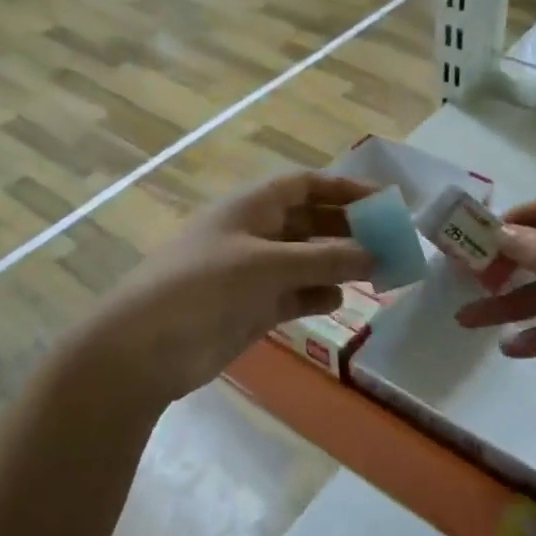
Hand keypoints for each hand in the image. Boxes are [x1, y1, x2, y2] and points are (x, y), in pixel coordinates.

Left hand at [71, 172, 375, 405]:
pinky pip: (294, 294)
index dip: (344, 187)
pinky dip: (316, 296)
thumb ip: (323, 258)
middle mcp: (254, 234)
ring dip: (338, 265)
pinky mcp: (251, 308)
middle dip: (348, 230)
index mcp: (251, 208)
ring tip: (376, 275)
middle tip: (391, 244)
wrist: (144, 349)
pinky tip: (338, 302)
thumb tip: (376, 255)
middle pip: (310, 222)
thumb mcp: (266, 265)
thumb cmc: (203, 288)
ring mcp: (252, 273)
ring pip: (306, 260)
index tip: (384, 200)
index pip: (305, 185)